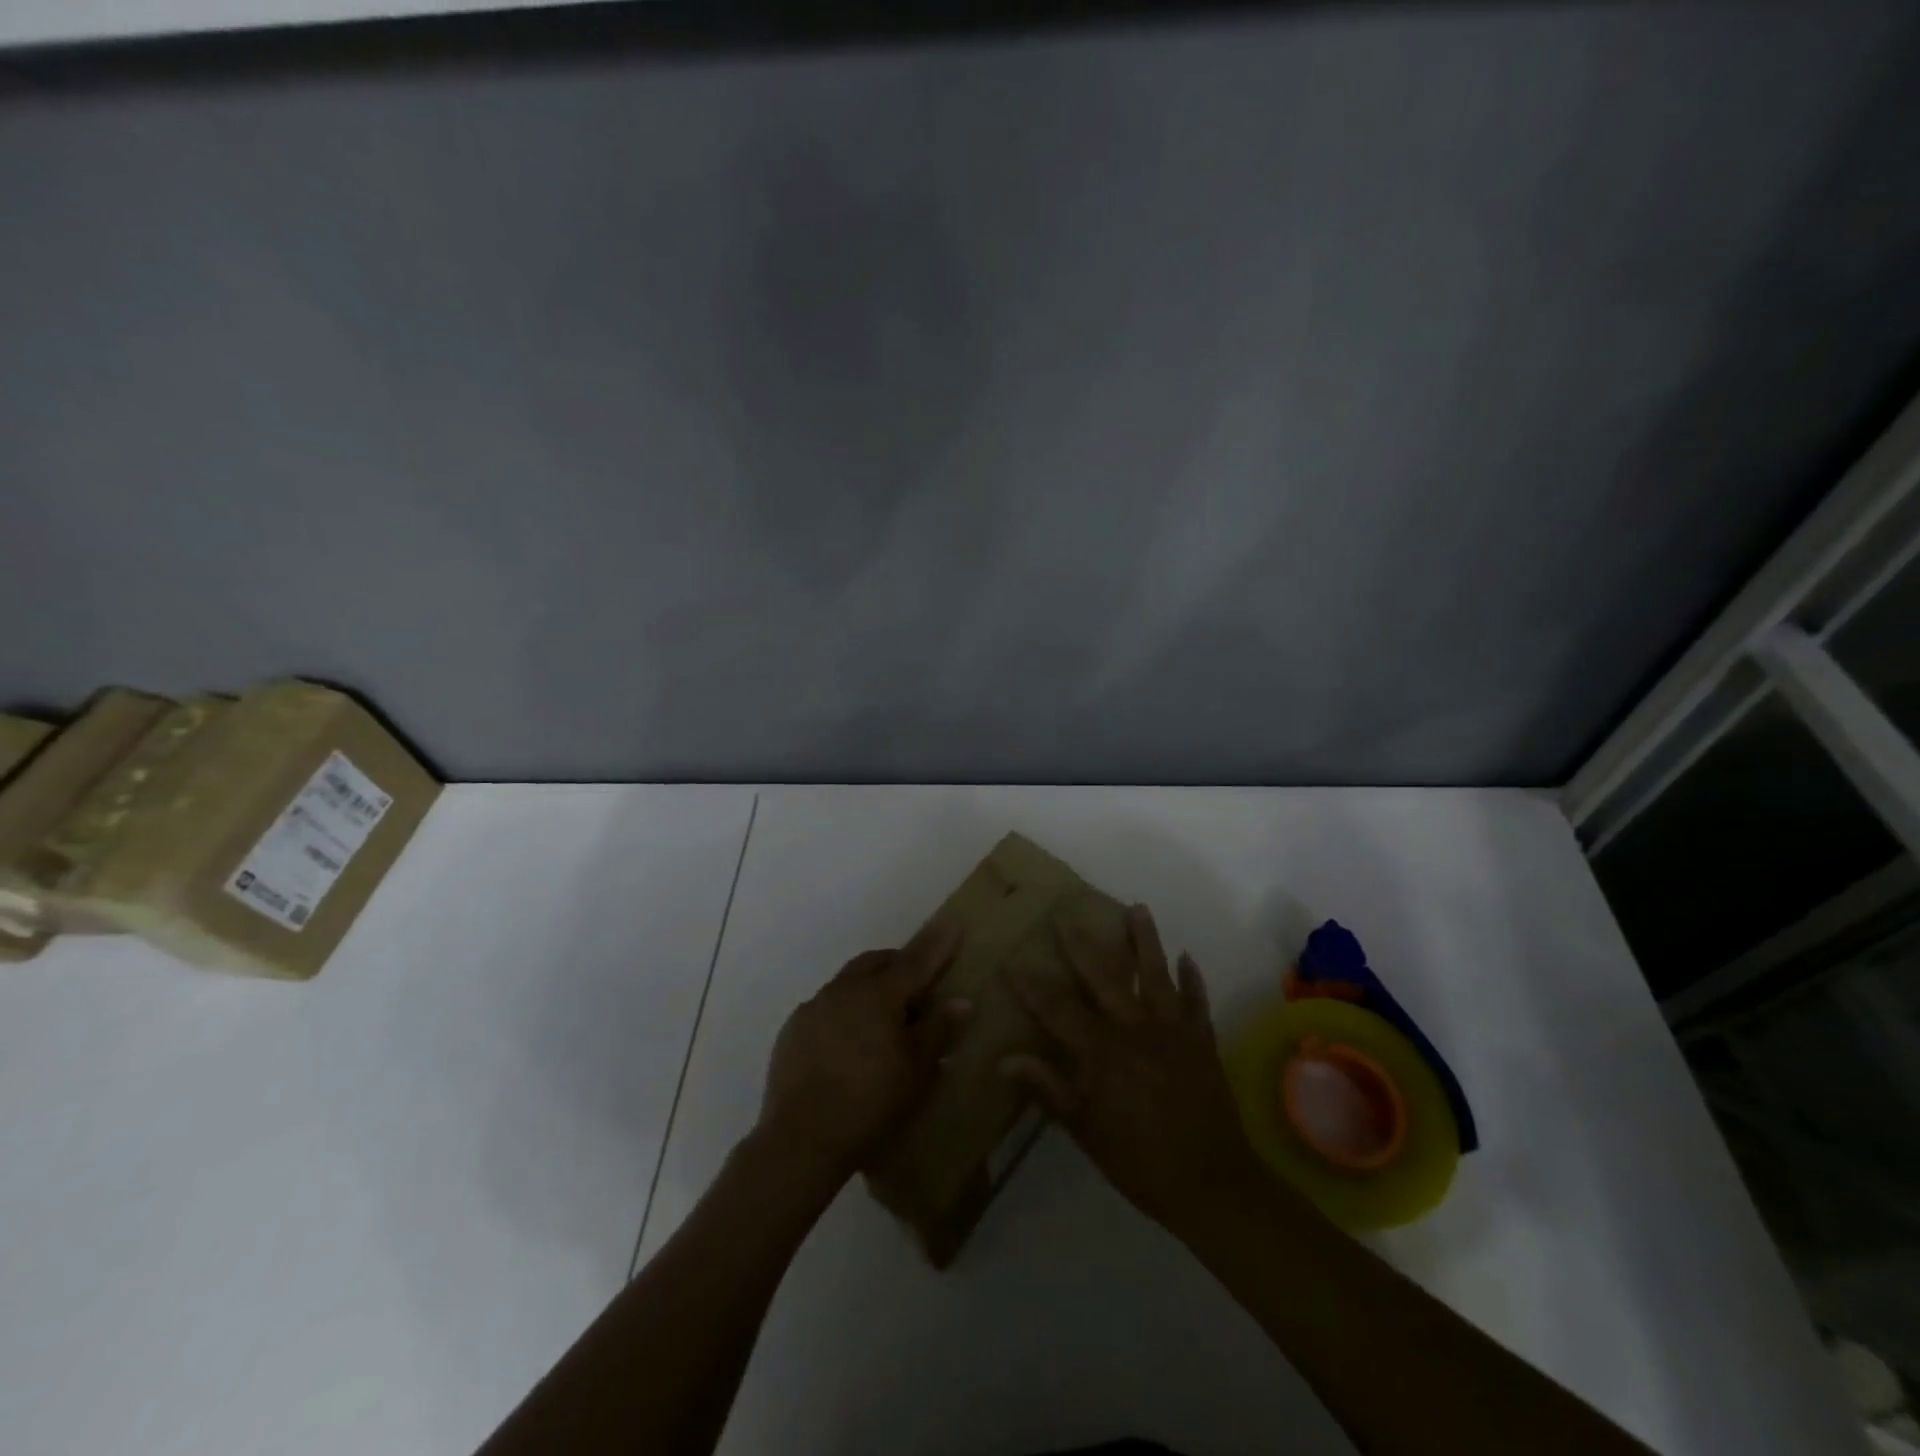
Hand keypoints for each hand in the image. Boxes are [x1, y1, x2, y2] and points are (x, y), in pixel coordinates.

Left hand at [757, 922, 969, 1183]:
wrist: (799, 1142)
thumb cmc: (869, 1103)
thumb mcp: (915, 1071)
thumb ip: (937, 1030)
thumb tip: (960, 1000)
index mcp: (878, 994)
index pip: (915, 961)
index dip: (937, 943)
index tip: (953, 922)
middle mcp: (843, 990)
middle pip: (876, 963)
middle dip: (899, 963)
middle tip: (919, 984)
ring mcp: (813, 1008)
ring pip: (849, 982)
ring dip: (870, 987)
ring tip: (885, 1017)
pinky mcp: (793, 1031)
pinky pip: (827, 1007)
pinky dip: (846, 1011)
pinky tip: (850, 1042)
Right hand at [1001, 904, 1264, 1230]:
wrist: (1211, 1183)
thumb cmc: (1139, 1161)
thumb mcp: (1085, 1131)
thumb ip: (1048, 1089)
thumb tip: (1004, 1061)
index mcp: (1102, 1052)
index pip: (1057, 1009)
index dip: (1031, 986)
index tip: (1011, 961)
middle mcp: (1135, 1029)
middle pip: (1103, 977)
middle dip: (1080, 944)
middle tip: (1065, 914)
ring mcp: (1173, 1031)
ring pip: (1156, 975)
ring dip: (1145, 940)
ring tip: (1138, 909)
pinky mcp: (1202, 1041)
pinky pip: (1196, 1002)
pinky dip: (1192, 979)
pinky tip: (1188, 957)